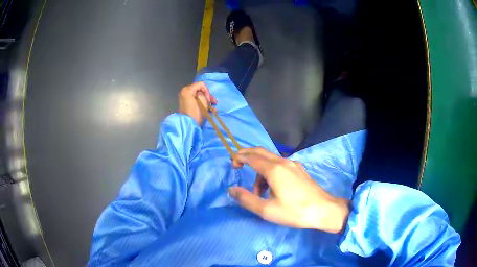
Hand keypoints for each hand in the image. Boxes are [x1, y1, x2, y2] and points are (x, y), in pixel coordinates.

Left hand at [179, 81, 217, 125]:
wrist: (188, 126)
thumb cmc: (196, 113)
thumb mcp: (203, 101)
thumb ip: (204, 94)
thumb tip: (203, 95)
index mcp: (187, 90)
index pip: (201, 85)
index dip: (207, 91)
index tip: (209, 100)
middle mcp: (185, 92)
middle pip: (199, 90)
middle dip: (208, 97)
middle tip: (214, 103)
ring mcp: (185, 99)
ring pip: (199, 97)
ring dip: (206, 102)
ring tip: (213, 109)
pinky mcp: (186, 105)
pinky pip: (196, 101)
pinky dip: (202, 104)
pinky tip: (209, 110)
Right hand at [229, 148, 349, 233]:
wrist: (323, 210)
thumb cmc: (294, 211)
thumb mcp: (266, 210)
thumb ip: (246, 199)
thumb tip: (231, 189)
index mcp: (274, 170)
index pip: (251, 156)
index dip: (239, 157)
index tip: (232, 164)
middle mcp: (283, 162)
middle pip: (260, 152)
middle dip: (247, 156)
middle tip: (237, 165)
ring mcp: (293, 165)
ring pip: (270, 160)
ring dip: (260, 171)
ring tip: (259, 192)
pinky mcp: (299, 170)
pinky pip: (280, 165)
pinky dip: (270, 172)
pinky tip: (273, 188)